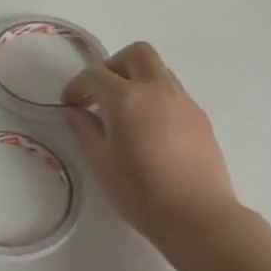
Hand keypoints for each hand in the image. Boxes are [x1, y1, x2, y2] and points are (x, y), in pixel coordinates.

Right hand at [62, 42, 238, 244]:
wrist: (199, 217)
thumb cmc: (141, 192)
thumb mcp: (101, 163)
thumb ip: (85, 130)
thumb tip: (75, 112)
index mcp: (126, 97)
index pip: (95, 74)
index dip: (77, 85)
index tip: (70, 104)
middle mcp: (157, 89)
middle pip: (136, 53)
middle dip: (113, 65)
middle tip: (101, 93)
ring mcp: (183, 100)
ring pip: (158, 70)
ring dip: (137, 79)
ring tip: (125, 112)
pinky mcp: (200, 116)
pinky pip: (173, 92)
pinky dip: (156, 97)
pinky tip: (150, 129)